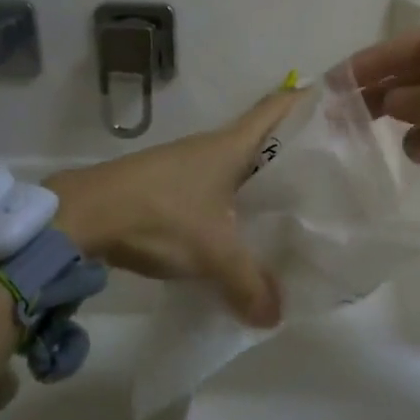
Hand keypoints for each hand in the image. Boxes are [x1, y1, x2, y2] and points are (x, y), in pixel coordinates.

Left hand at [43, 90, 302, 327]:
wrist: (82, 216)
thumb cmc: (160, 215)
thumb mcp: (213, 253)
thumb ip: (249, 284)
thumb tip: (275, 317)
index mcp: (232, 145)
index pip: (278, 106)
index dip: (308, 101)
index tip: (338, 107)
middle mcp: (212, 146)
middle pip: (264, 136)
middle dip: (294, 150)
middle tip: (328, 172)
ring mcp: (187, 164)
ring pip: (238, 165)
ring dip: (262, 179)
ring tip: (293, 206)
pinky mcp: (168, 184)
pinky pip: (215, 186)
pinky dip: (234, 200)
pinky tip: (241, 228)